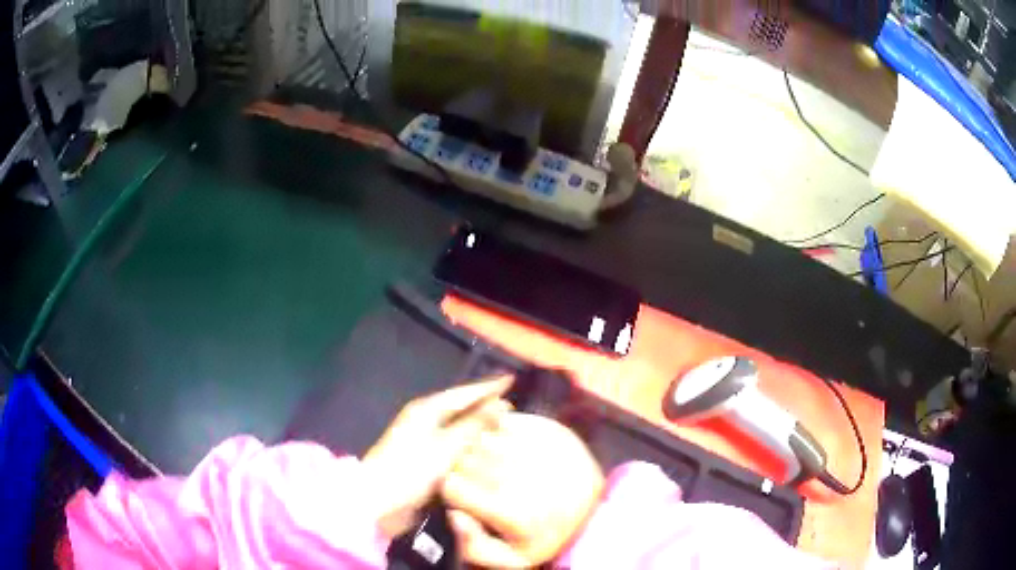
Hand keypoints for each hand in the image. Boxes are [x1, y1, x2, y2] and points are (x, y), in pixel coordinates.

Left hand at [360, 377, 512, 538]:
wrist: (380, 502)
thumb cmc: (412, 469)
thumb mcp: (447, 446)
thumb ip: (474, 425)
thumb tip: (500, 403)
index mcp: (426, 410)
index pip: (463, 393)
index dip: (488, 387)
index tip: (511, 379)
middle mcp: (425, 421)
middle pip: (460, 408)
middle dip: (485, 406)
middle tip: (512, 406)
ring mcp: (423, 441)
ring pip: (457, 429)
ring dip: (479, 427)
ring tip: (504, 427)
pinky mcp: (424, 461)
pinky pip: (453, 448)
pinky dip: (470, 447)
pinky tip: (485, 454)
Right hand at [441, 413, 604, 568]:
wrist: (594, 510)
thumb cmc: (544, 536)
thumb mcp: (509, 559)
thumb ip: (473, 547)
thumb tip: (455, 515)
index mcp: (511, 511)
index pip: (451, 485)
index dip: (452, 490)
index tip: (464, 496)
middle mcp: (523, 476)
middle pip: (464, 458)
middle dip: (462, 469)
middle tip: (476, 480)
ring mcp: (537, 448)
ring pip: (481, 437)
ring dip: (479, 448)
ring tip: (492, 463)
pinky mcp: (549, 429)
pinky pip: (505, 420)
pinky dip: (498, 430)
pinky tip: (507, 445)